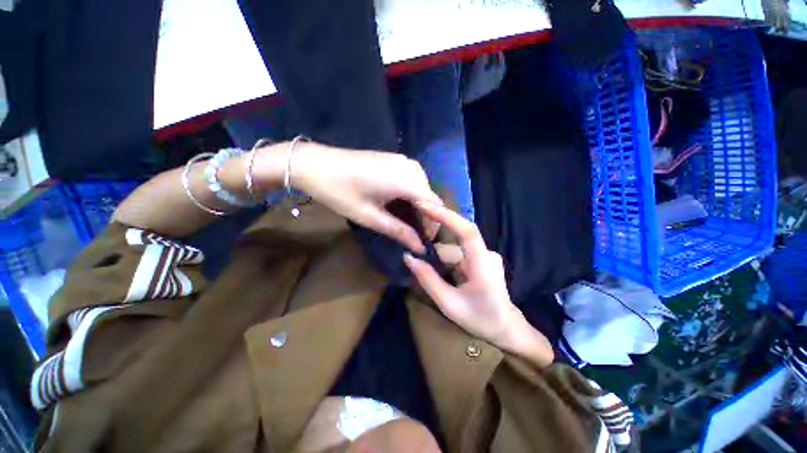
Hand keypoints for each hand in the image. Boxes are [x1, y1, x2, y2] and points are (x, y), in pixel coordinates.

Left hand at [291, 144, 441, 252]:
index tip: (425, 241)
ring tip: (407, 220)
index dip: (433, 225)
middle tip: (413, 233)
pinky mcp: (393, 157)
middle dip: (426, 216)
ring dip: (418, 203)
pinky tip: (399, 200)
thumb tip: (419, 248)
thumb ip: (399, 231)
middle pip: (429, 195)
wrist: (314, 164)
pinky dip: (411, 191)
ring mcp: (401, 159)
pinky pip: (412, 176)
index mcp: (406, 181)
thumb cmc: (341, 193)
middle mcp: (410, 167)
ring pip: (422, 185)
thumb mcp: (370, 217)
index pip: (434, 205)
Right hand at [402, 202, 524, 347]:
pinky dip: (447, 262)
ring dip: (440, 260)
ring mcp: (486, 255)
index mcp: (483, 264)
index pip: (467, 231)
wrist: (506, 328)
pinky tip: (443, 276)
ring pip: (455, 250)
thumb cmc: (480, 320)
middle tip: (415, 258)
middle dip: (434, 252)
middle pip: (454, 243)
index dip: (446, 216)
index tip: (424, 206)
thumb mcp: (449, 304)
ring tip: (431, 277)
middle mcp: (487, 253)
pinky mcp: (482, 258)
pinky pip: (459, 254)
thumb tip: (408, 257)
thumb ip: (428, 279)